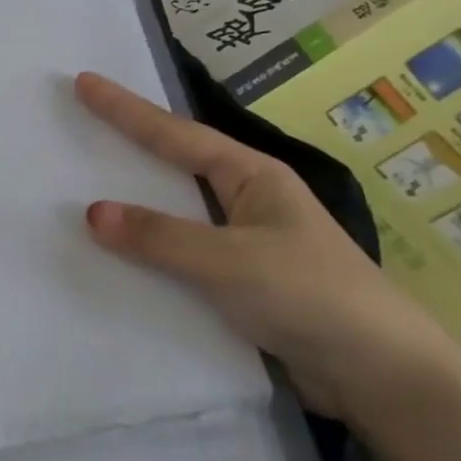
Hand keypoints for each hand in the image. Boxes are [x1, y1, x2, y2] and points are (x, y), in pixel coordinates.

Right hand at [74, 71, 460, 418]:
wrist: (382, 378)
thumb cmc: (312, 297)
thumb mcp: (232, 261)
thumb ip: (161, 237)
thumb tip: (93, 212)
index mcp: (253, 177)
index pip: (176, 135)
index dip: (126, 109)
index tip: (84, 82)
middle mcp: (247, 202)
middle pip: (174, 165)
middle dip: (127, 146)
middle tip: (78, 126)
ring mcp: (243, 244)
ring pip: (174, 214)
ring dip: (134, 204)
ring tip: (83, 188)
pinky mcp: (238, 284)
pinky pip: (178, 257)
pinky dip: (146, 252)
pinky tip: (116, 258)